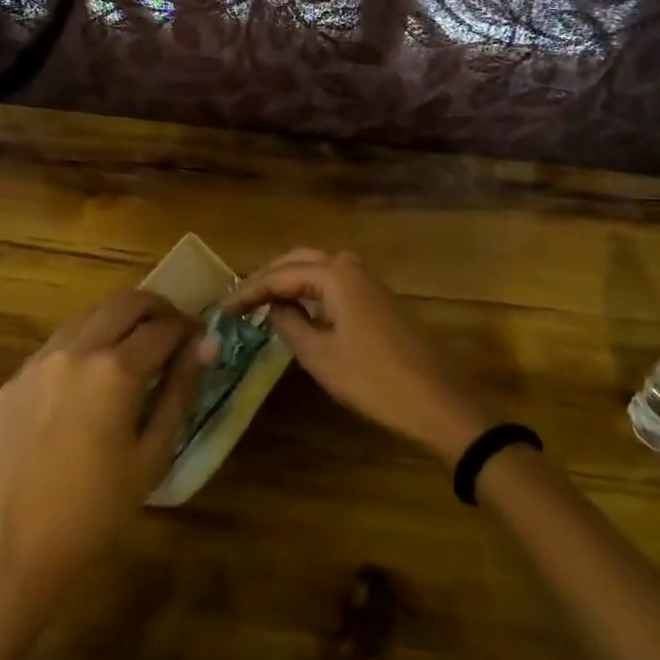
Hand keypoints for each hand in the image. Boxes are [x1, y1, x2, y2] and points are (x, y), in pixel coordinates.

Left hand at [0, 289, 208, 616]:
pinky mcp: (16, 377)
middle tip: (176, 329)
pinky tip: (96, 372)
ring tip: (139, 344)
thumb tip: (206, 345)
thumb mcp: (153, 454)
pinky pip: (61, 341)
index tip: (201, 337)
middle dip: (158, 308)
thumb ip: (180, 391)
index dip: (189, 327)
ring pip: (90, 314)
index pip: (163, 328)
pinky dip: (88, 339)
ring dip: (121, 318)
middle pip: (125, 302)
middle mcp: (76, 350)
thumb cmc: (97, 511)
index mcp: (114, 370)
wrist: (16, 550)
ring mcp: (40, 360)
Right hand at [220, 249, 493, 463]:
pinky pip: (335, 282)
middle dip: (268, 276)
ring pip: (319, 268)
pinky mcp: (379, 299)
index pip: (279, 275)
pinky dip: (311, 289)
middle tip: (241, 298)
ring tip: (263, 300)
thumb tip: (275, 308)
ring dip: (290, 279)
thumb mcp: (320, 357)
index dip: (248, 291)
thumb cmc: (374, 380)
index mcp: (335, 275)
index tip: (222, 308)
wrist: (438, 400)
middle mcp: (352, 268)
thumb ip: (290, 325)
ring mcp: (369, 282)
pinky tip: (300, 309)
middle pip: (299, 260)